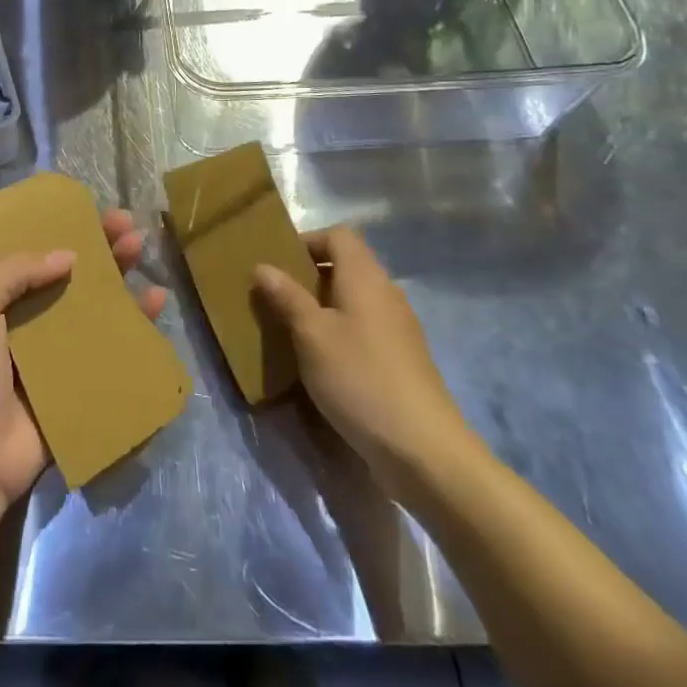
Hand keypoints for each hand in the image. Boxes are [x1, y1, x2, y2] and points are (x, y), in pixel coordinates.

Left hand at [0, 209, 164, 507]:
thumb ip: (13, 271)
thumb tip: (67, 255)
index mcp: (0, 299)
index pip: (39, 255)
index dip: (66, 232)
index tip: (94, 213)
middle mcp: (31, 320)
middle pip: (74, 276)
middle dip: (102, 250)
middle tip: (129, 228)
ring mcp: (58, 354)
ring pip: (97, 307)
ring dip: (122, 279)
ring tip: (143, 253)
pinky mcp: (81, 384)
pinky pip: (113, 348)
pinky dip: (136, 326)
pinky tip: (155, 303)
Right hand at [253, 228, 477, 496]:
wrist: (423, 450)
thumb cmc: (360, 378)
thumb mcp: (311, 335)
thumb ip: (286, 296)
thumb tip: (262, 265)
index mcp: (365, 277)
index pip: (338, 235)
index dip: (308, 241)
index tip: (279, 263)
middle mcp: (386, 293)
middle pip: (347, 265)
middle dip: (310, 276)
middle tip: (278, 297)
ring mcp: (400, 327)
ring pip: (356, 299)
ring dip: (325, 307)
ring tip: (294, 330)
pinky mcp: (404, 359)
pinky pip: (366, 328)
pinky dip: (342, 332)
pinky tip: (324, 362)